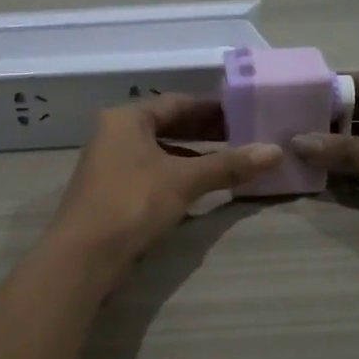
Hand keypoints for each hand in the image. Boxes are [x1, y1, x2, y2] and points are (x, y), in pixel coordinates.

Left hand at [45, 95, 280, 282]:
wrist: (83, 256)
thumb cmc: (132, 203)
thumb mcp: (184, 180)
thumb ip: (228, 165)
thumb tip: (275, 151)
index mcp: (126, 119)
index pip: (177, 102)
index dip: (213, 108)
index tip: (245, 113)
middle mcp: (114, 134)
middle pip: (167, 125)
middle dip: (205, 132)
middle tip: (243, 136)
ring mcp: (109, 164)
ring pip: (159, 151)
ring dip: (192, 155)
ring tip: (229, 162)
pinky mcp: (111, 192)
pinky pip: (151, 172)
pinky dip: (176, 174)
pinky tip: (199, 187)